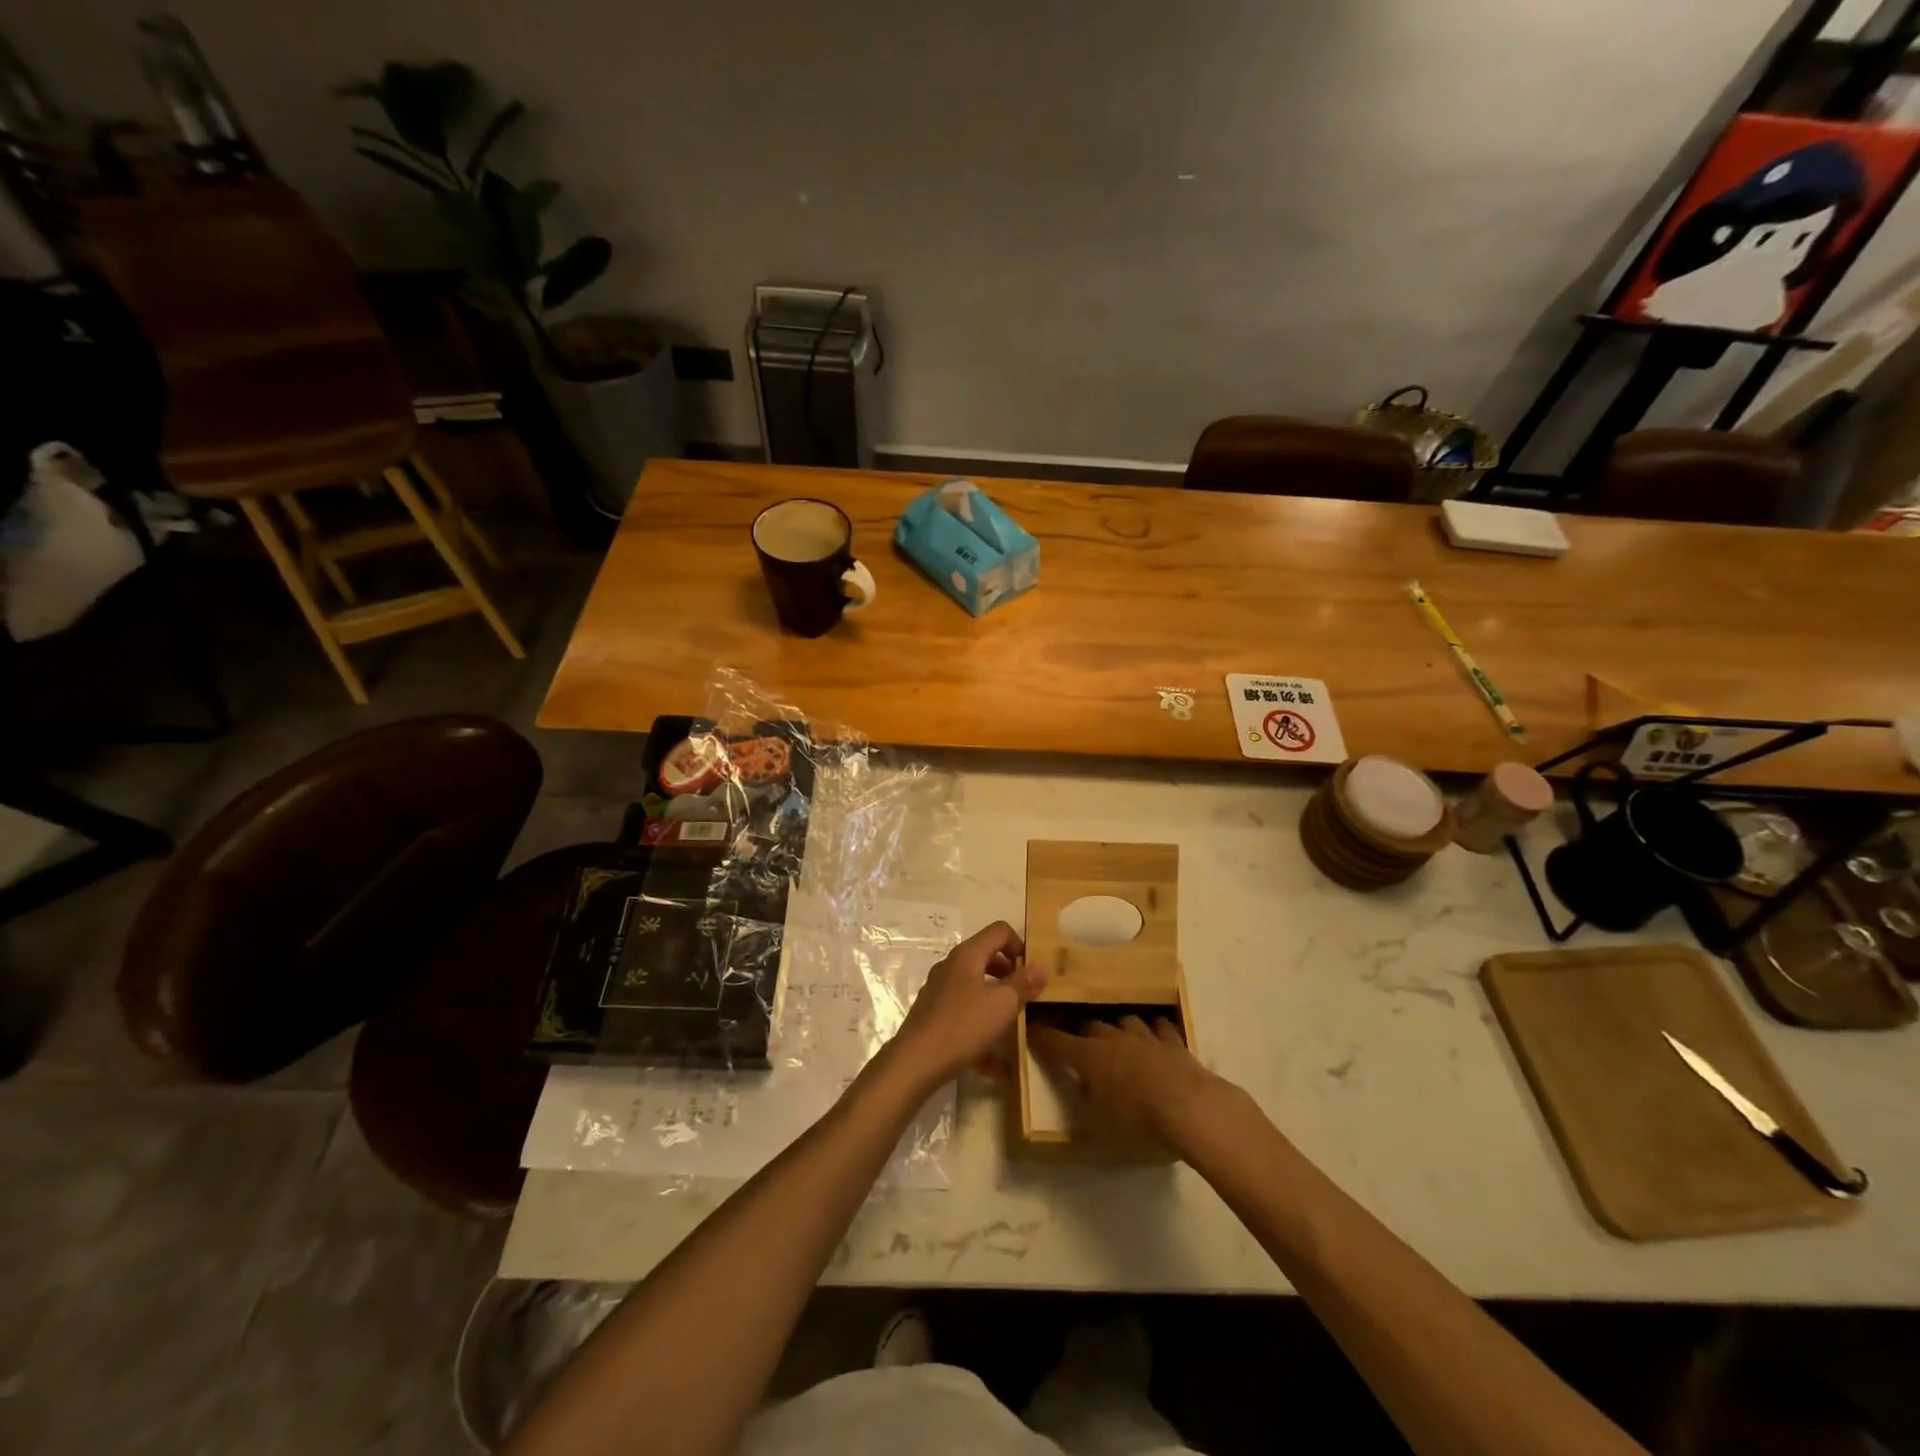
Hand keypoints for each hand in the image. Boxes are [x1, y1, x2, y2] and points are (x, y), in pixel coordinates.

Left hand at [889, 921, 1044, 1088]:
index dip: (1020, 945)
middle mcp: (951, 965)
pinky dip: (982, 1027)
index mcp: (968, 955)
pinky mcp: (934, 1013)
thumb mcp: (1002, 1005)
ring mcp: (940, 989)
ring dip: (997, 1000)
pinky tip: (997, 1065)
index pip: (999, 931)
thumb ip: (1023, 984)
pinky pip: (965, 1012)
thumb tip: (1041, 967)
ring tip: (1014, 1024)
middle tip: (1026, 995)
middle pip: (987, 956)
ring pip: (976, 986)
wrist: (915, 1062)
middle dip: (1010, 973)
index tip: (1032, 971)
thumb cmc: (963, 1026)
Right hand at [1027, 1015, 1240, 1153]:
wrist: (1190, 1108)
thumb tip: (1077, 1095)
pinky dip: (1154, 1030)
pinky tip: (1155, 1035)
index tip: (1030, 1031)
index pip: (1056, 1042)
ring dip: (1118, 1029)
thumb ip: (1084, 1107)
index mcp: (1089, 1056)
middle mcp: (1113, 1038)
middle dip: (1083, 1034)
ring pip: (1124, 1021)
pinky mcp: (1172, 1041)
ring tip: (1118, 1038)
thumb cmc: (1138, 1120)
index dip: (1041, 1037)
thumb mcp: (1099, 1126)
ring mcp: (1144, 1035)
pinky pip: (1159, 1027)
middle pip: (1091, 1026)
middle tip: (1082, 1046)